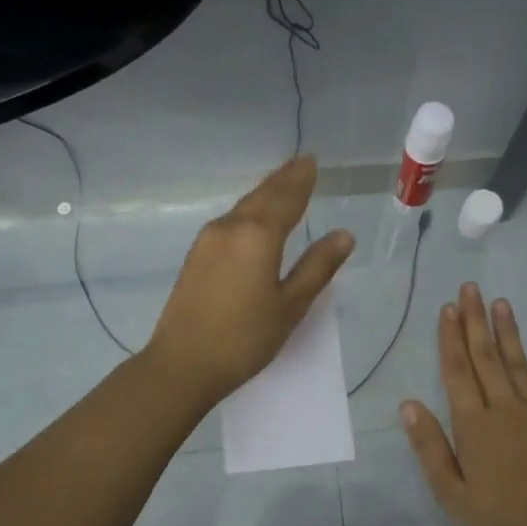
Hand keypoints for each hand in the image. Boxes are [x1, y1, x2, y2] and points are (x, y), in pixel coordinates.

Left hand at [147, 156, 354, 404]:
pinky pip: (229, 223)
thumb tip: (344, 235)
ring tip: (281, 185)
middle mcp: (229, 228)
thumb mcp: (290, 306)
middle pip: (261, 196)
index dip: (301, 180)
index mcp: (257, 236)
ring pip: (242, 208)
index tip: (311, 161)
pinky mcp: (195, 257)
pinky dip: (248, 212)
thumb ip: (317, 267)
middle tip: (300, 163)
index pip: (286, 198)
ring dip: (264, 194)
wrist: (183, 364)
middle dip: (282, 180)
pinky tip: (252, 218)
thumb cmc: (245, 339)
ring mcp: (207, 241)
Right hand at [400, 284, 526, 525]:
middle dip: (476, 321)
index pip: (457, 371)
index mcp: (474, 424)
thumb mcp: (451, 492)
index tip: (448, 308)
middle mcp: (505, 408)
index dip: (451, 338)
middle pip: (487, 358)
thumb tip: (408, 405)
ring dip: (509, 333)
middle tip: (471, 289)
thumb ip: (429, 446)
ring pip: (520, 365)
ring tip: (501, 304)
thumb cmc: (500, 519)